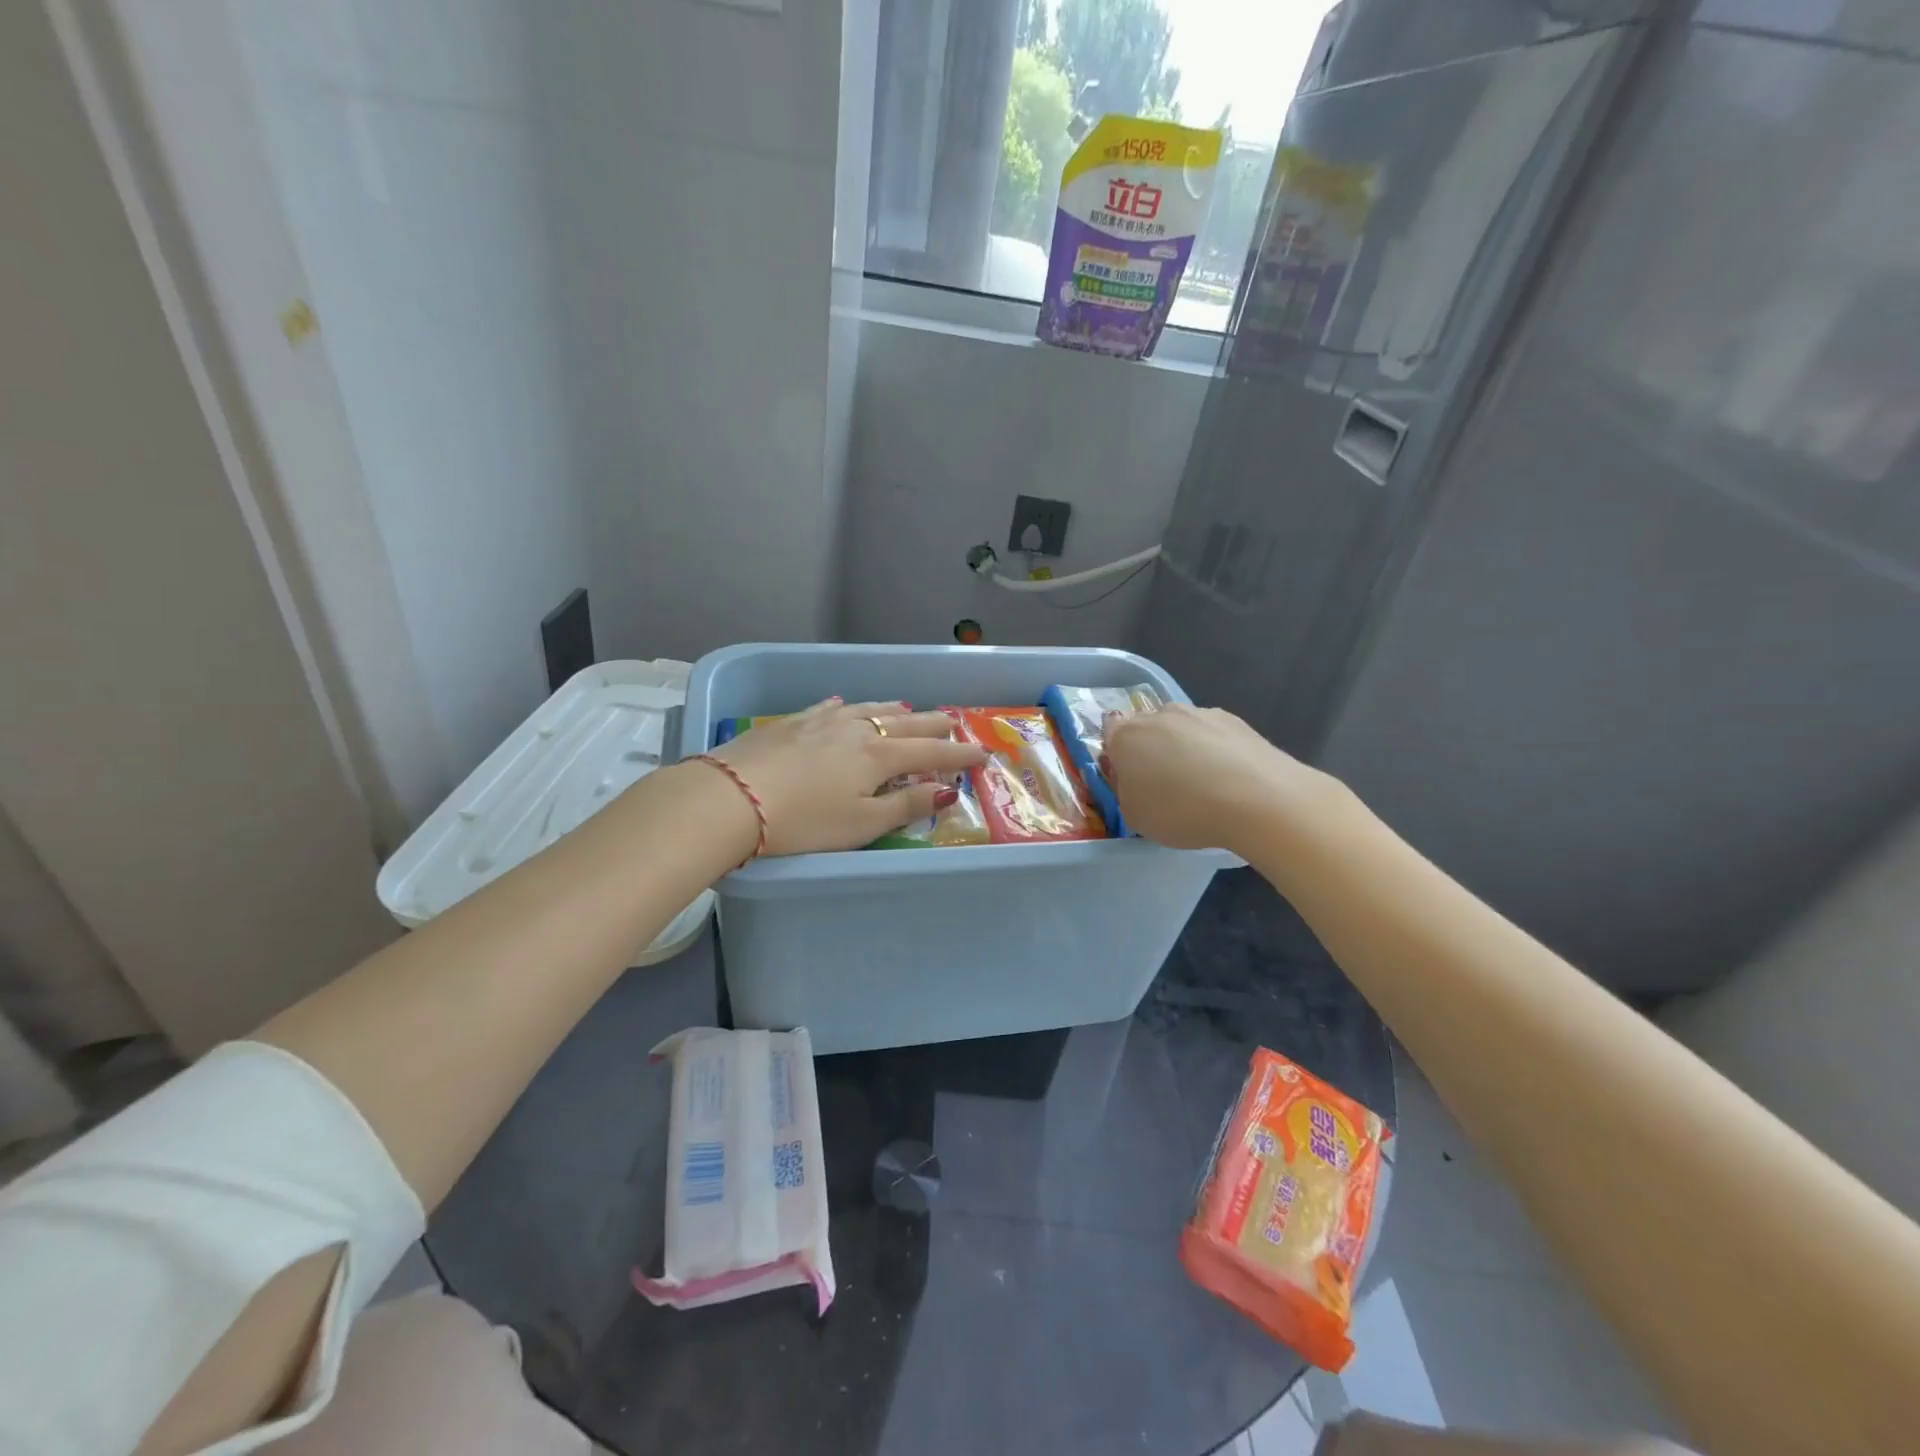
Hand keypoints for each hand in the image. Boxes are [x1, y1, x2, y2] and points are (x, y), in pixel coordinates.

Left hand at [706, 699, 986, 855]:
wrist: (731, 798)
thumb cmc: (803, 821)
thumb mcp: (862, 823)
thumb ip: (906, 804)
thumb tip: (947, 790)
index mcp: (878, 756)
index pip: (930, 751)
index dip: (958, 754)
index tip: (982, 754)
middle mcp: (855, 730)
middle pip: (904, 723)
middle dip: (933, 724)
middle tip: (955, 721)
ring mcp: (821, 721)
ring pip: (869, 709)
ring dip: (895, 711)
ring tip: (910, 709)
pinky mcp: (791, 723)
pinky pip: (830, 708)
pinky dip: (848, 707)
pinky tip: (846, 705)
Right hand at [1103, 702, 1331, 851]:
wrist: (1257, 799)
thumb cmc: (1182, 810)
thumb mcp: (1135, 816)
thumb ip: (1126, 791)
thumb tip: (1134, 778)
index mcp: (1127, 737)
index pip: (1109, 730)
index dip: (1117, 752)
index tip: (1129, 776)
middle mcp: (1159, 715)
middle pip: (1147, 727)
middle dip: (1151, 749)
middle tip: (1164, 784)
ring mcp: (1199, 713)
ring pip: (1181, 728)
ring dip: (1184, 748)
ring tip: (1203, 784)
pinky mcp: (1234, 719)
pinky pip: (1212, 734)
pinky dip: (1215, 750)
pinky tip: (1228, 779)